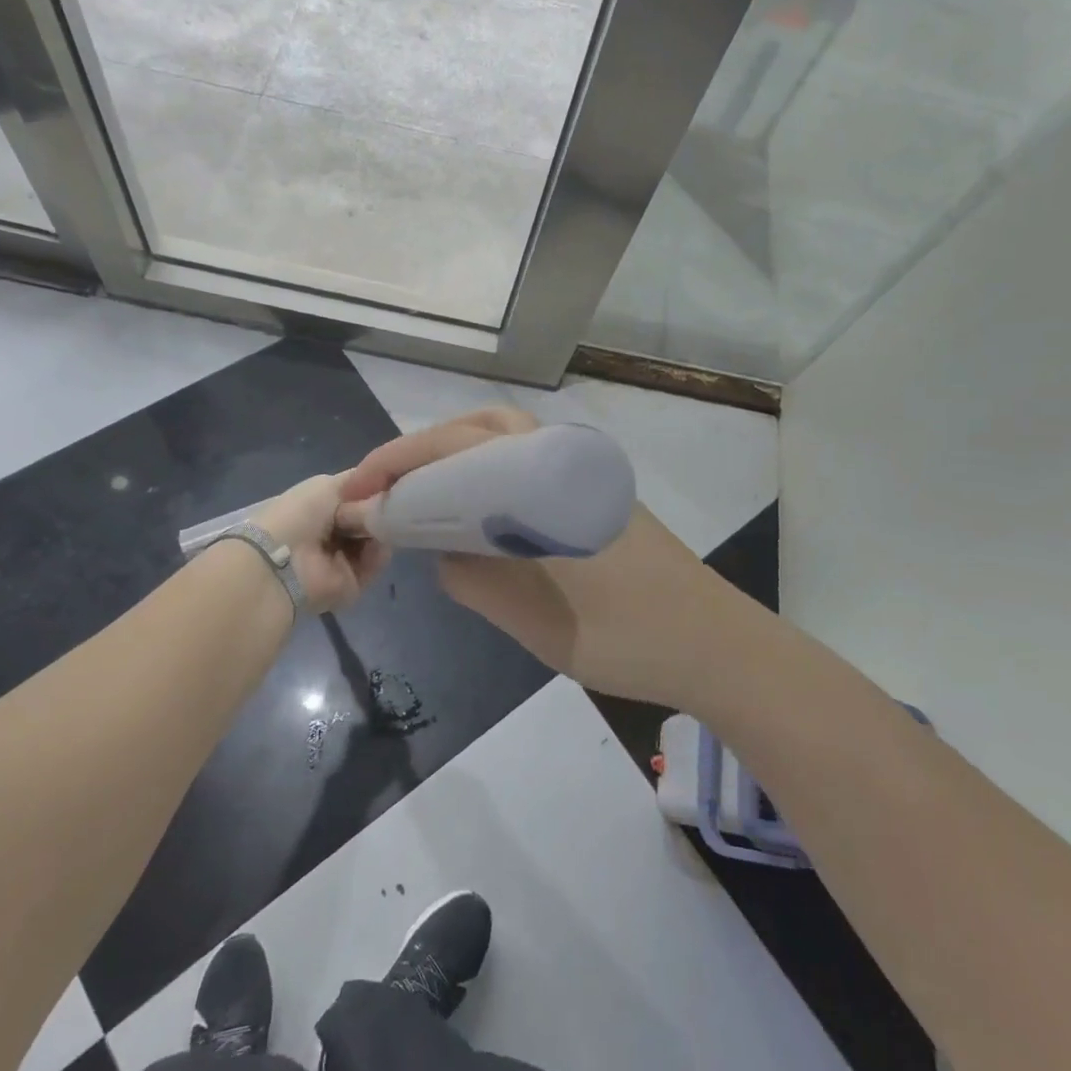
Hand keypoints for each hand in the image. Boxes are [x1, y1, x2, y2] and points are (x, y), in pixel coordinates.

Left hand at [252, 473, 390, 613]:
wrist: (285, 560)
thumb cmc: (301, 514)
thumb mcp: (329, 485)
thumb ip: (359, 483)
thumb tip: (383, 484)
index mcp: (322, 509)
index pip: (358, 498)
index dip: (374, 490)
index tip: (389, 484)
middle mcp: (333, 534)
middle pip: (370, 520)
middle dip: (379, 511)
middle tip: (386, 507)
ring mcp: (342, 560)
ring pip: (377, 541)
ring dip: (381, 531)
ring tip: (380, 525)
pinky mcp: (351, 584)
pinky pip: (374, 565)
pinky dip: (378, 554)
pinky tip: (376, 545)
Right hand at [341, 410, 756, 714]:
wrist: (712, 644)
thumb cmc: (623, 634)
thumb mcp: (532, 617)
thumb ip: (472, 576)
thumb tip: (441, 548)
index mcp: (544, 476)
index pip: (455, 447)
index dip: (398, 462)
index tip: (357, 489)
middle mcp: (563, 457)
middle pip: (480, 426)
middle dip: (423, 448)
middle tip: (384, 485)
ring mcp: (584, 471)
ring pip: (507, 439)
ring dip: (456, 453)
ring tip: (419, 492)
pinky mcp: (596, 491)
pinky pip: (528, 461)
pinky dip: (487, 468)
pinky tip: (474, 507)